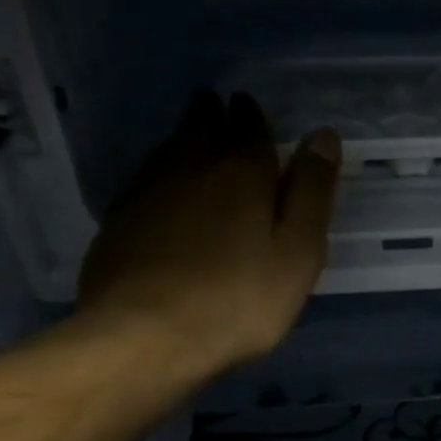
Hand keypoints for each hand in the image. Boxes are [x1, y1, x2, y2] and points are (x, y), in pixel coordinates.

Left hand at [76, 90, 339, 378]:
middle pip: (199, 128)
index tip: (247, 103)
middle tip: (214, 105)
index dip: (250, 114)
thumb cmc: (238, 298)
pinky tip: (162, 191)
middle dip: (210, 114)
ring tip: (191, 138)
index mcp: (240, 172)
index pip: (247, 127)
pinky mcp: (118, 224)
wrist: (144, 336)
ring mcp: (146, 194)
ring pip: (168, 152)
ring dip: (182, 139)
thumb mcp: (298, 251)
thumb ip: (311, 192)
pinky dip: (160, 176)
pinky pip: (145, 183)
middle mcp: (189, 169)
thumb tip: (323, 136)